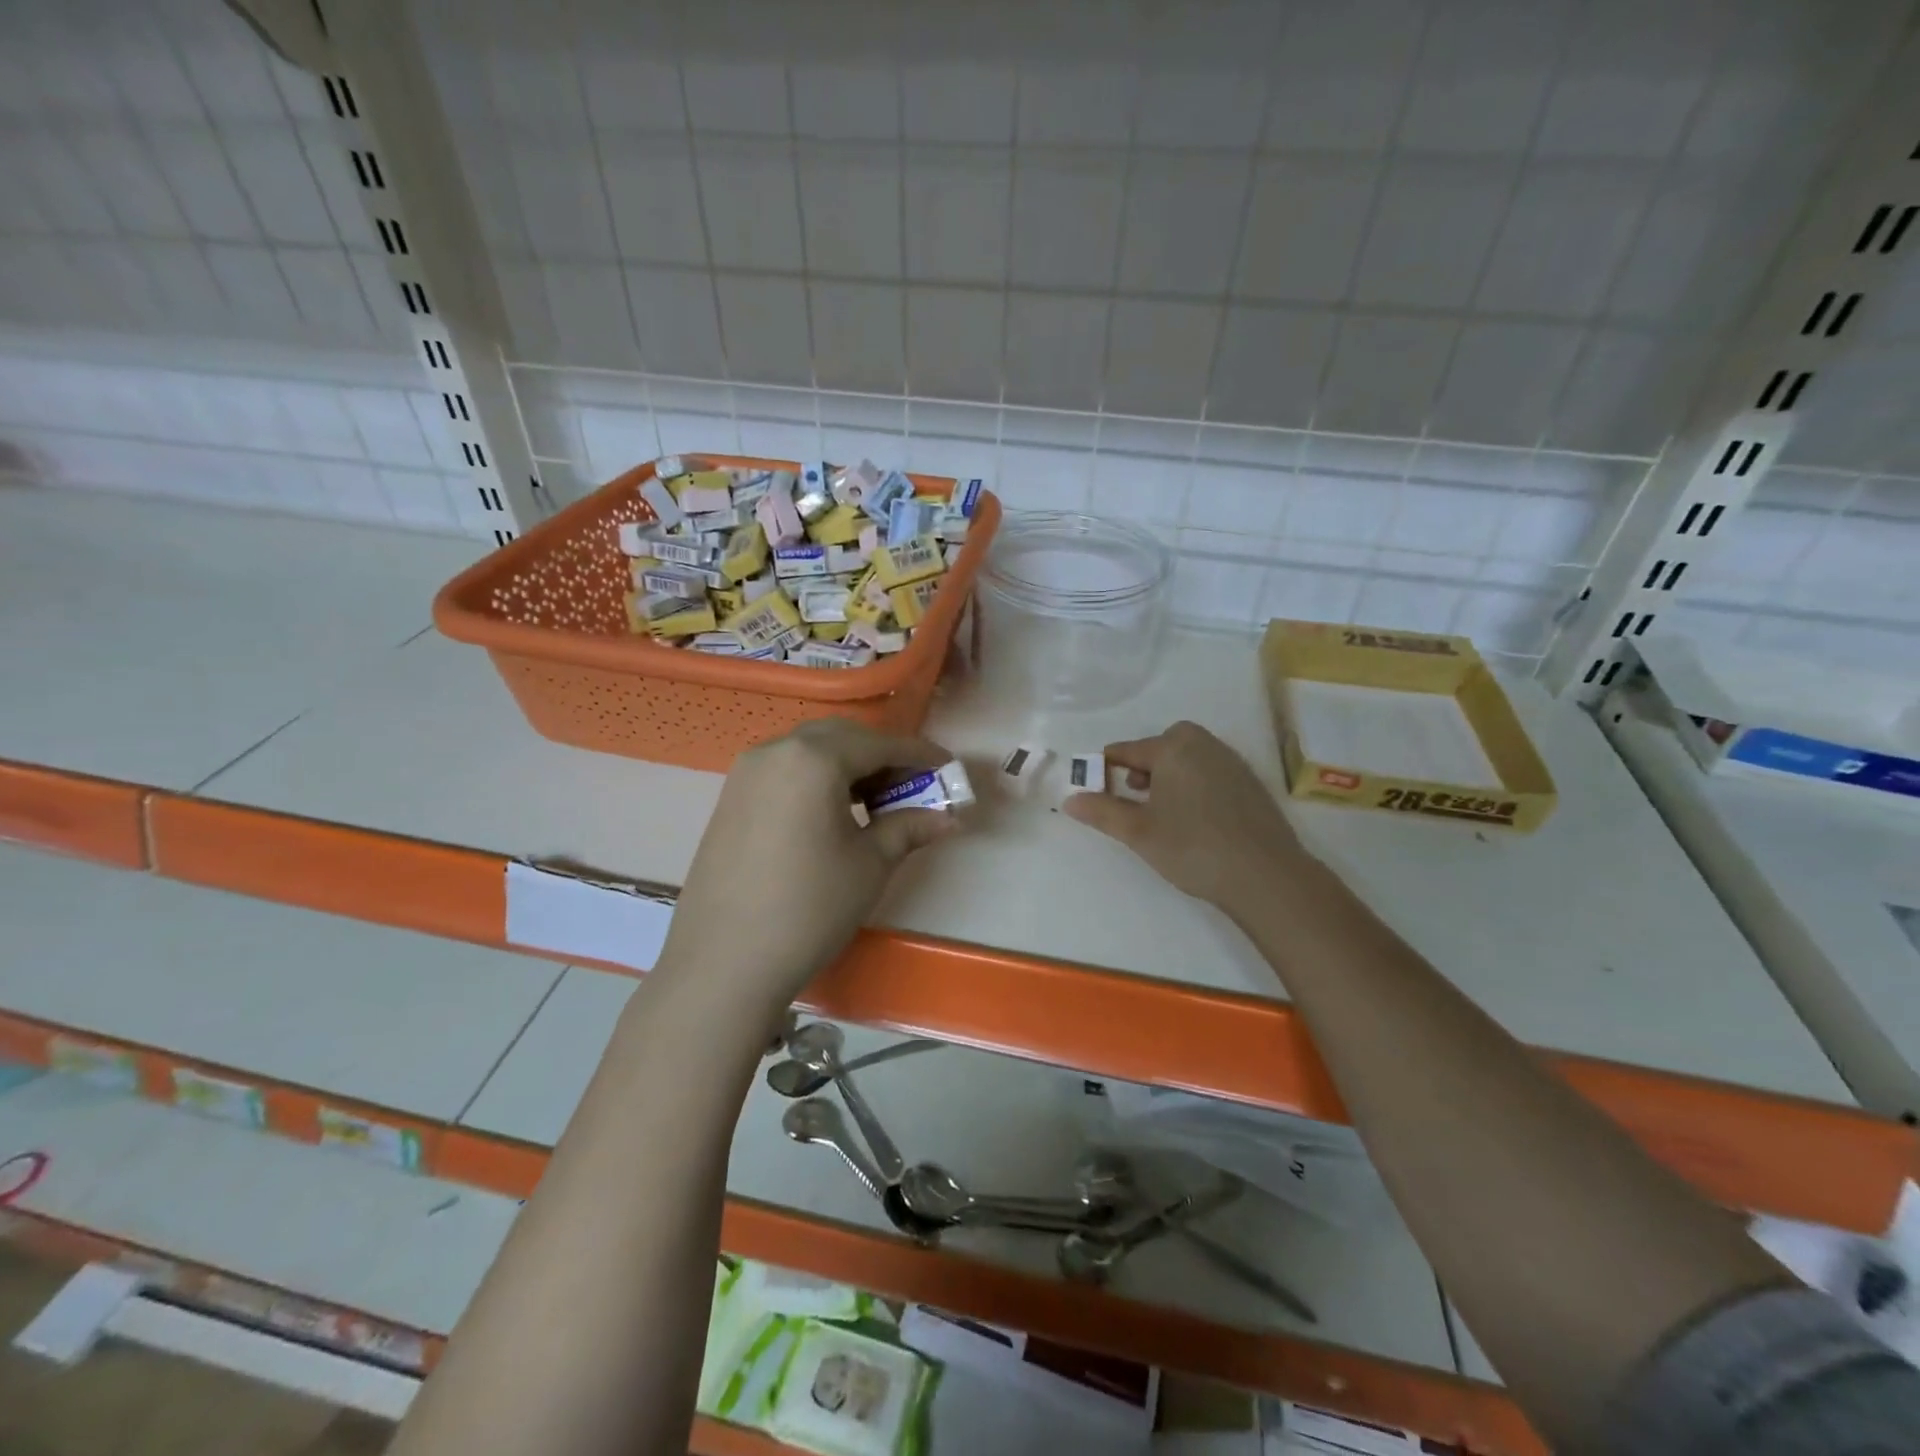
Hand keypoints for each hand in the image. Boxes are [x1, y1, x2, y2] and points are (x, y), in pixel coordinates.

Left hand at [658, 719, 959, 1007]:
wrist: (724, 962)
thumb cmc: (810, 907)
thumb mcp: (870, 865)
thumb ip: (909, 828)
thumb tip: (949, 818)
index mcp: (814, 759)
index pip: (878, 744)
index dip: (918, 754)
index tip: (947, 767)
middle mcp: (775, 750)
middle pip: (842, 738)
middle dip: (881, 756)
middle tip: (911, 787)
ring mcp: (746, 773)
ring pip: (810, 751)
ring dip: (848, 766)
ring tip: (874, 804)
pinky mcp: (730, 797)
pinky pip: (785, 771)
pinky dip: (816, 779)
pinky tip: (832, 814)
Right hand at [1061, 721, 1314, 917]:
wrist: (1265, 875)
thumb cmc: (1192, 847)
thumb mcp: (1138, 832)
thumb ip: (1102, 811)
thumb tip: (1070, 799)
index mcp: (1173, 748)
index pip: (1126, 750)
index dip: (1105, 769)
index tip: (1094, 792)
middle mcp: (1203, 745)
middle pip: (1162, 745)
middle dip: (1143, 766)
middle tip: (1135, 796)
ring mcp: (1231, 762)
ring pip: (1189, 757)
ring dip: (1170, 775)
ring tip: (1163, 811)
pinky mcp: (1250, 783)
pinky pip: (1210, 772)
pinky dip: (1195, 784)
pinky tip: (1196, 819)